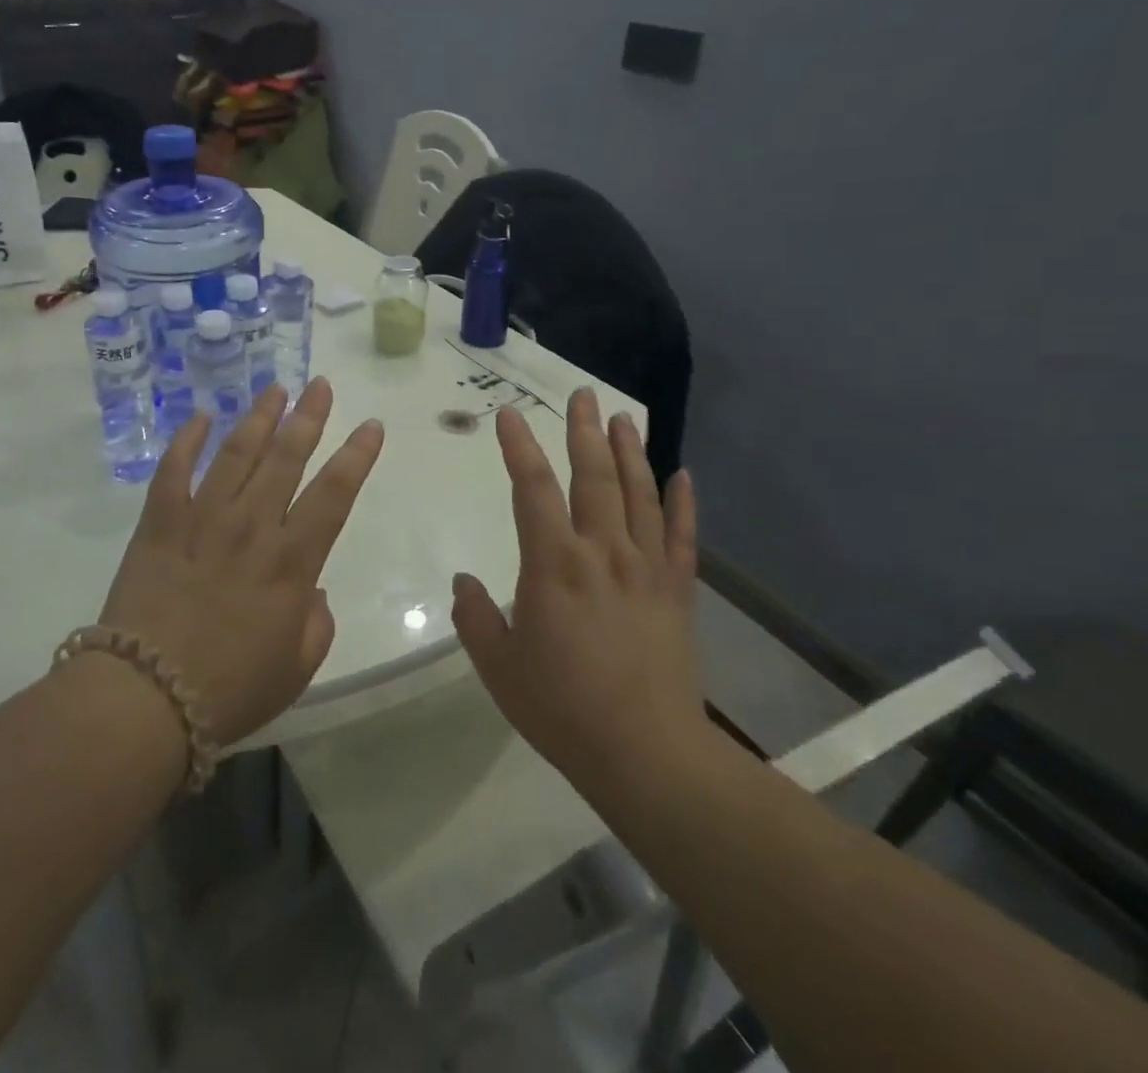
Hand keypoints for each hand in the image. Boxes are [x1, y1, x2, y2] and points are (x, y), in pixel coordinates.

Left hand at [99, 379, 384, 747]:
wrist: (146, 696)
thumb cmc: (229, 690)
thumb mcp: (295, 670)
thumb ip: (316, 625)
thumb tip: (312, 591)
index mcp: (291, 562)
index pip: (334, 494)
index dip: (356, 456)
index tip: (370, 425)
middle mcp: (252, 526)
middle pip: (286, 458)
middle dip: (308, 417)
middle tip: (320, 385)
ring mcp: (202, 518)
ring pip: (236, 453)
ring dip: (258, 417)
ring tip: (275, 389)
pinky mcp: (160, 523)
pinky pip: (174, 470)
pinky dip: (187, 440)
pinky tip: (200, 417)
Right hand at [452, 389, 705, 799]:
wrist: (647, 754)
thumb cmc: (562, 708)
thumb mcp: (499, 667)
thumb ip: (475, 617)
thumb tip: (463, 581)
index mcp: (553, 564)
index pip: (531, 489)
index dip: (518, 447)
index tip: (509, 414)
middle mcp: (602, 552)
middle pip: (593, 477)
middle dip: (583, 431)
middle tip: (581, 394)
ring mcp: (645, 568)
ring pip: (639, 495)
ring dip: (630, 452)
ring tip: (622, 417)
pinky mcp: (678, 592)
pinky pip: (684, 537)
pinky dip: (684, 503)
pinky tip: (683, 474)